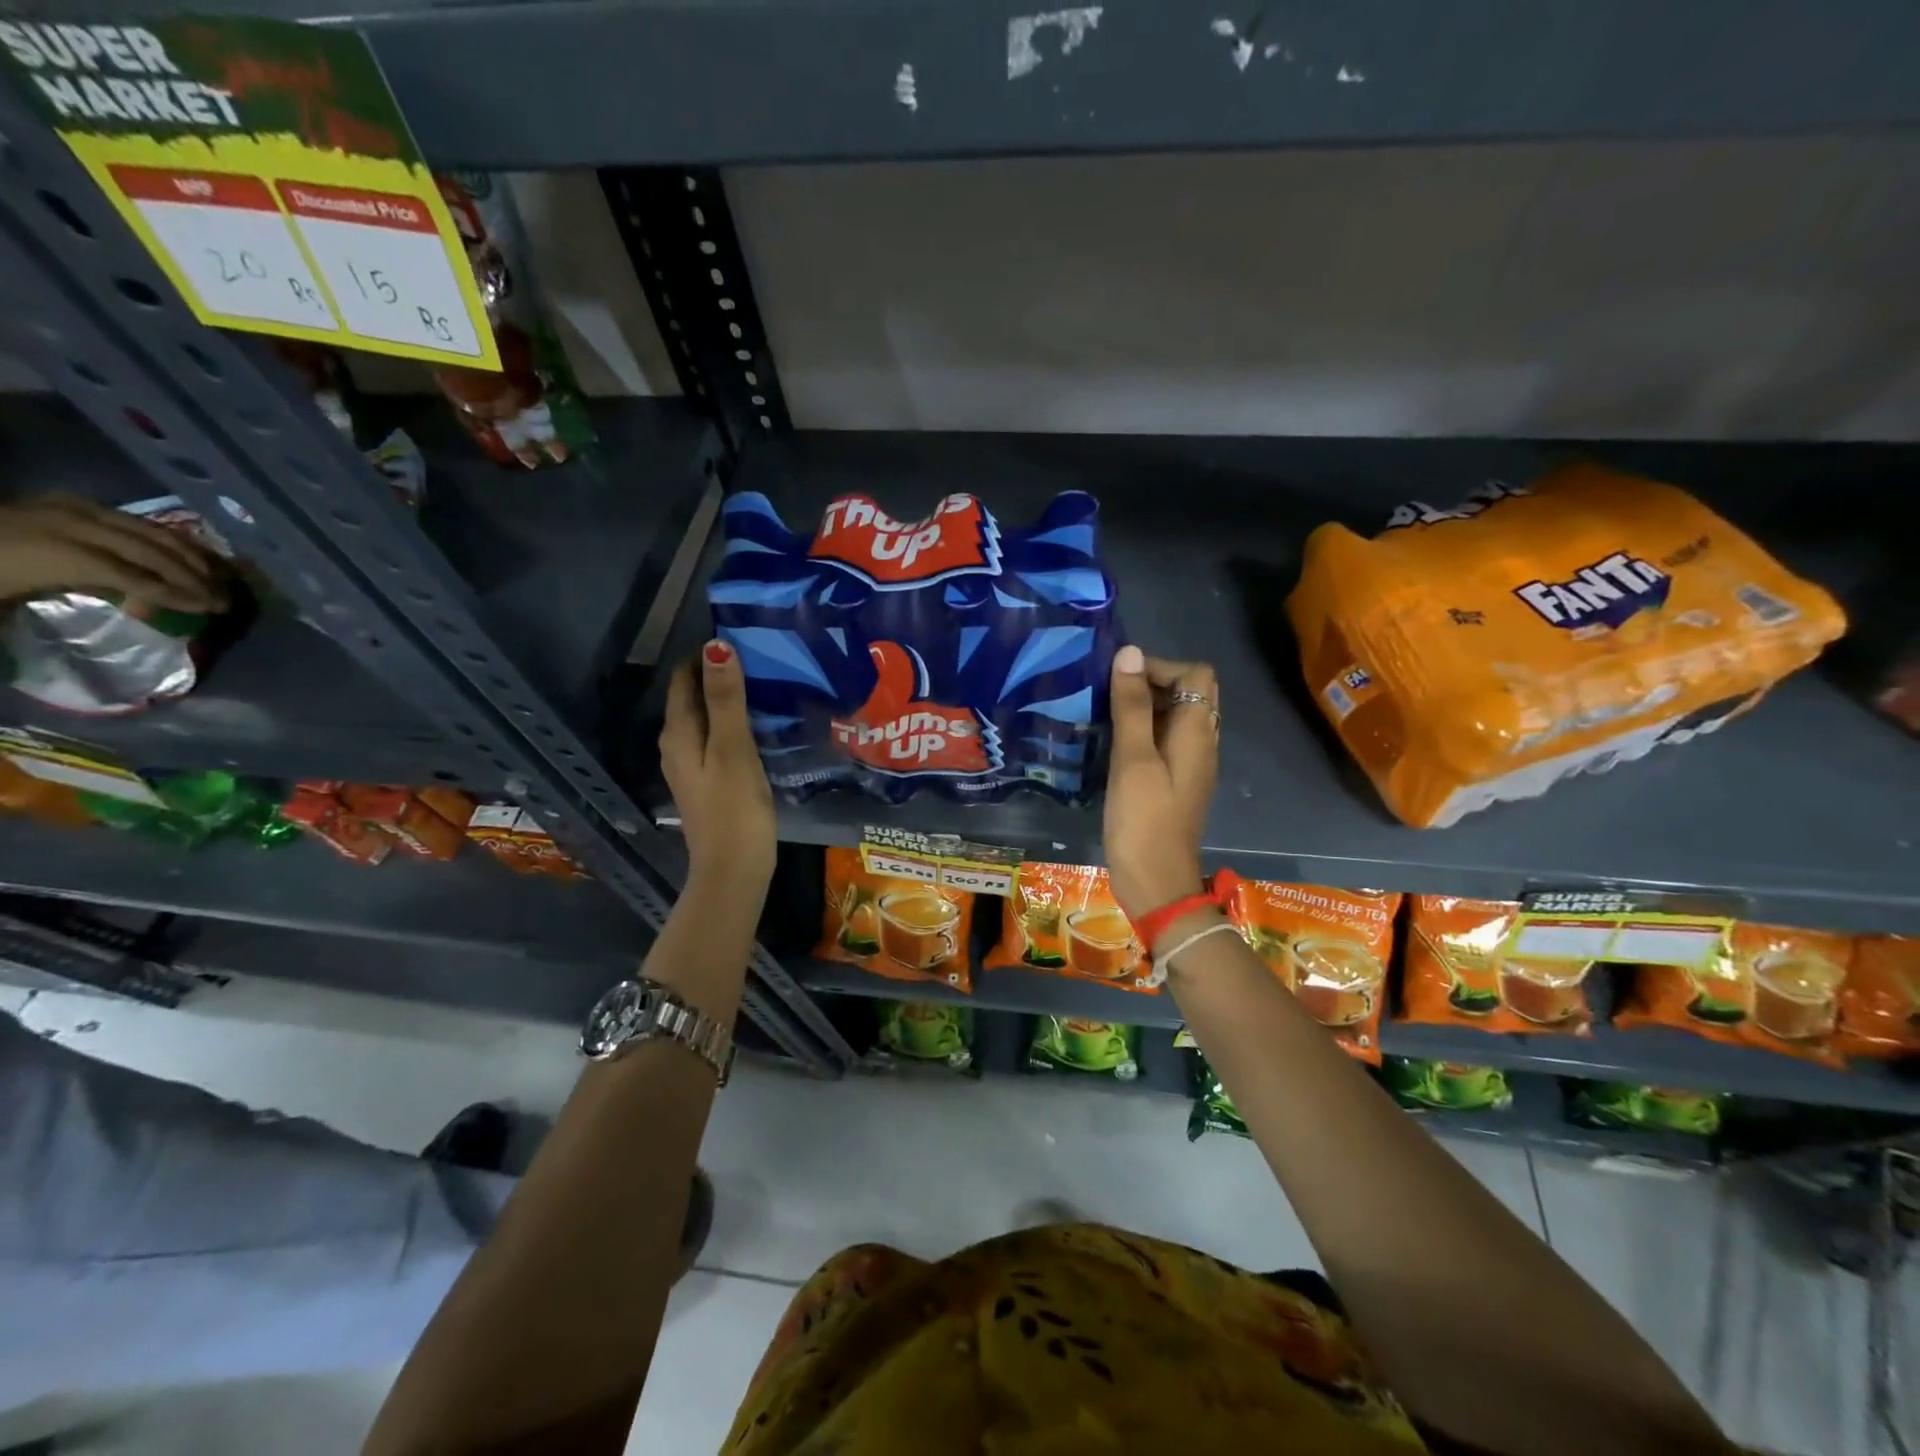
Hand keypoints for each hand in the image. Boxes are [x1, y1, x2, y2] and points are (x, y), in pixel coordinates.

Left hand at [0, 496, 225, 612]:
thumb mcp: (6, 602)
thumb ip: (62, 608)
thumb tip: (121, 618)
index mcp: (59, 554)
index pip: (136, 577)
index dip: (178, 595)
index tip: (211, 611)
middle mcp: (73, 525)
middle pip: (151, 551)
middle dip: (195, 576)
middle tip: (227, 599)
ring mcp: (71, 509)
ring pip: (149, 532)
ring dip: (190, 556)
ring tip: (218, 578)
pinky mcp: (68, 503)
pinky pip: (130, 520)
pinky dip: (166, 538)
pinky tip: (185, 554)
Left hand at [659, 640, 776, 887]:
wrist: (734, 870)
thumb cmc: (735, 808)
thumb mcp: (732, 748)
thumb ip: (726, 699)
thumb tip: (716, 645)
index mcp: (678, 733)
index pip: (684, 679)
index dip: (706, 656)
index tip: (741, 639)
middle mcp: (677, 746)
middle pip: (693, 698)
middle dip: (719, 676)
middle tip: (760, 659)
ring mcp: (692, 767)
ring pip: (706, 720)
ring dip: (729, 701)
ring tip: (765, 686)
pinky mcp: (709, 783)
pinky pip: (717, 741)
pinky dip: (734, 726)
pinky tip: (760, 728)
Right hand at [1102, 645, 1218, 920]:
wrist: (1155, 882)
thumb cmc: (1143, 821)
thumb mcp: (1133, 760)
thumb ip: (1132, 706)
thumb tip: (1130, 653)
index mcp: (1197, 734)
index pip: (1196, 674)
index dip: (1160, 667)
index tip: (1119, 681)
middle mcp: (1201, 743)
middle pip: (1190, 693)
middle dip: (1151, 683)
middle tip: (1110, 695)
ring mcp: (1190, 764)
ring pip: (1176, 717)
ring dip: (1145, 707)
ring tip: (1105, 713)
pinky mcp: (1175, 781)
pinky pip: (1166, 740)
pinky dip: (1143, 731)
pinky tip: (1113, 743)